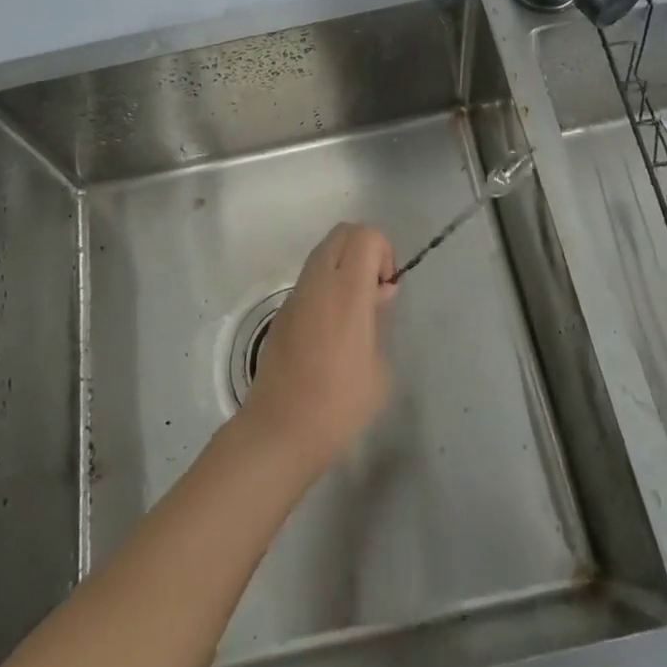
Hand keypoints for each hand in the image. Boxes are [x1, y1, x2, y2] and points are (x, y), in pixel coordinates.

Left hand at [237, 222, 396, 478]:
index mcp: (347, 290)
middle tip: (374, 292)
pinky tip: (331, 332)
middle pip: (342, 233)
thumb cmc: (339, 405)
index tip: (386, 290)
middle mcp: (317, 282)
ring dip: (344, 267)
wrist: (279, 432)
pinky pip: (309, 280)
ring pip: (323, 253)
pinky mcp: (281, 313)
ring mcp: (295, 296)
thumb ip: (380, 320)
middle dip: (365, 250)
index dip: (384, 252)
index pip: (366, 235)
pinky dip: (326, 286)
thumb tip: (376, 296)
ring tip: (354, 314)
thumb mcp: (379, 368)